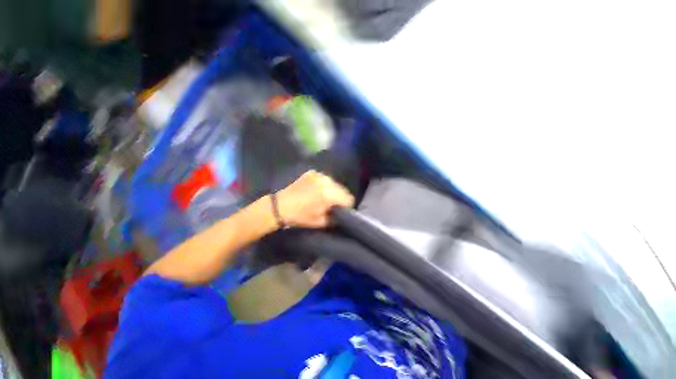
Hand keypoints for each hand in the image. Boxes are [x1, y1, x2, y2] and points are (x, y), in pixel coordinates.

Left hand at [275, 170, 354, 227]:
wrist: (280, 206)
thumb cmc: (300, 216)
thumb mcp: (321, 222)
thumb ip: (335, 217)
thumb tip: (341, 213)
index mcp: (329, 194)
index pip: (348, 198)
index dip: (347, 206)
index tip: (341, 210)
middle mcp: (326, 181)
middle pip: (342, 189)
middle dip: (340, 197)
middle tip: (332, 205)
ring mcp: (318, 175)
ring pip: (334, 183)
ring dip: (332, 190)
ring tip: (323, 197)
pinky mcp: (312, 173)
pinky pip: (324, 179)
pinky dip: (323, 185)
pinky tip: (315, 190)